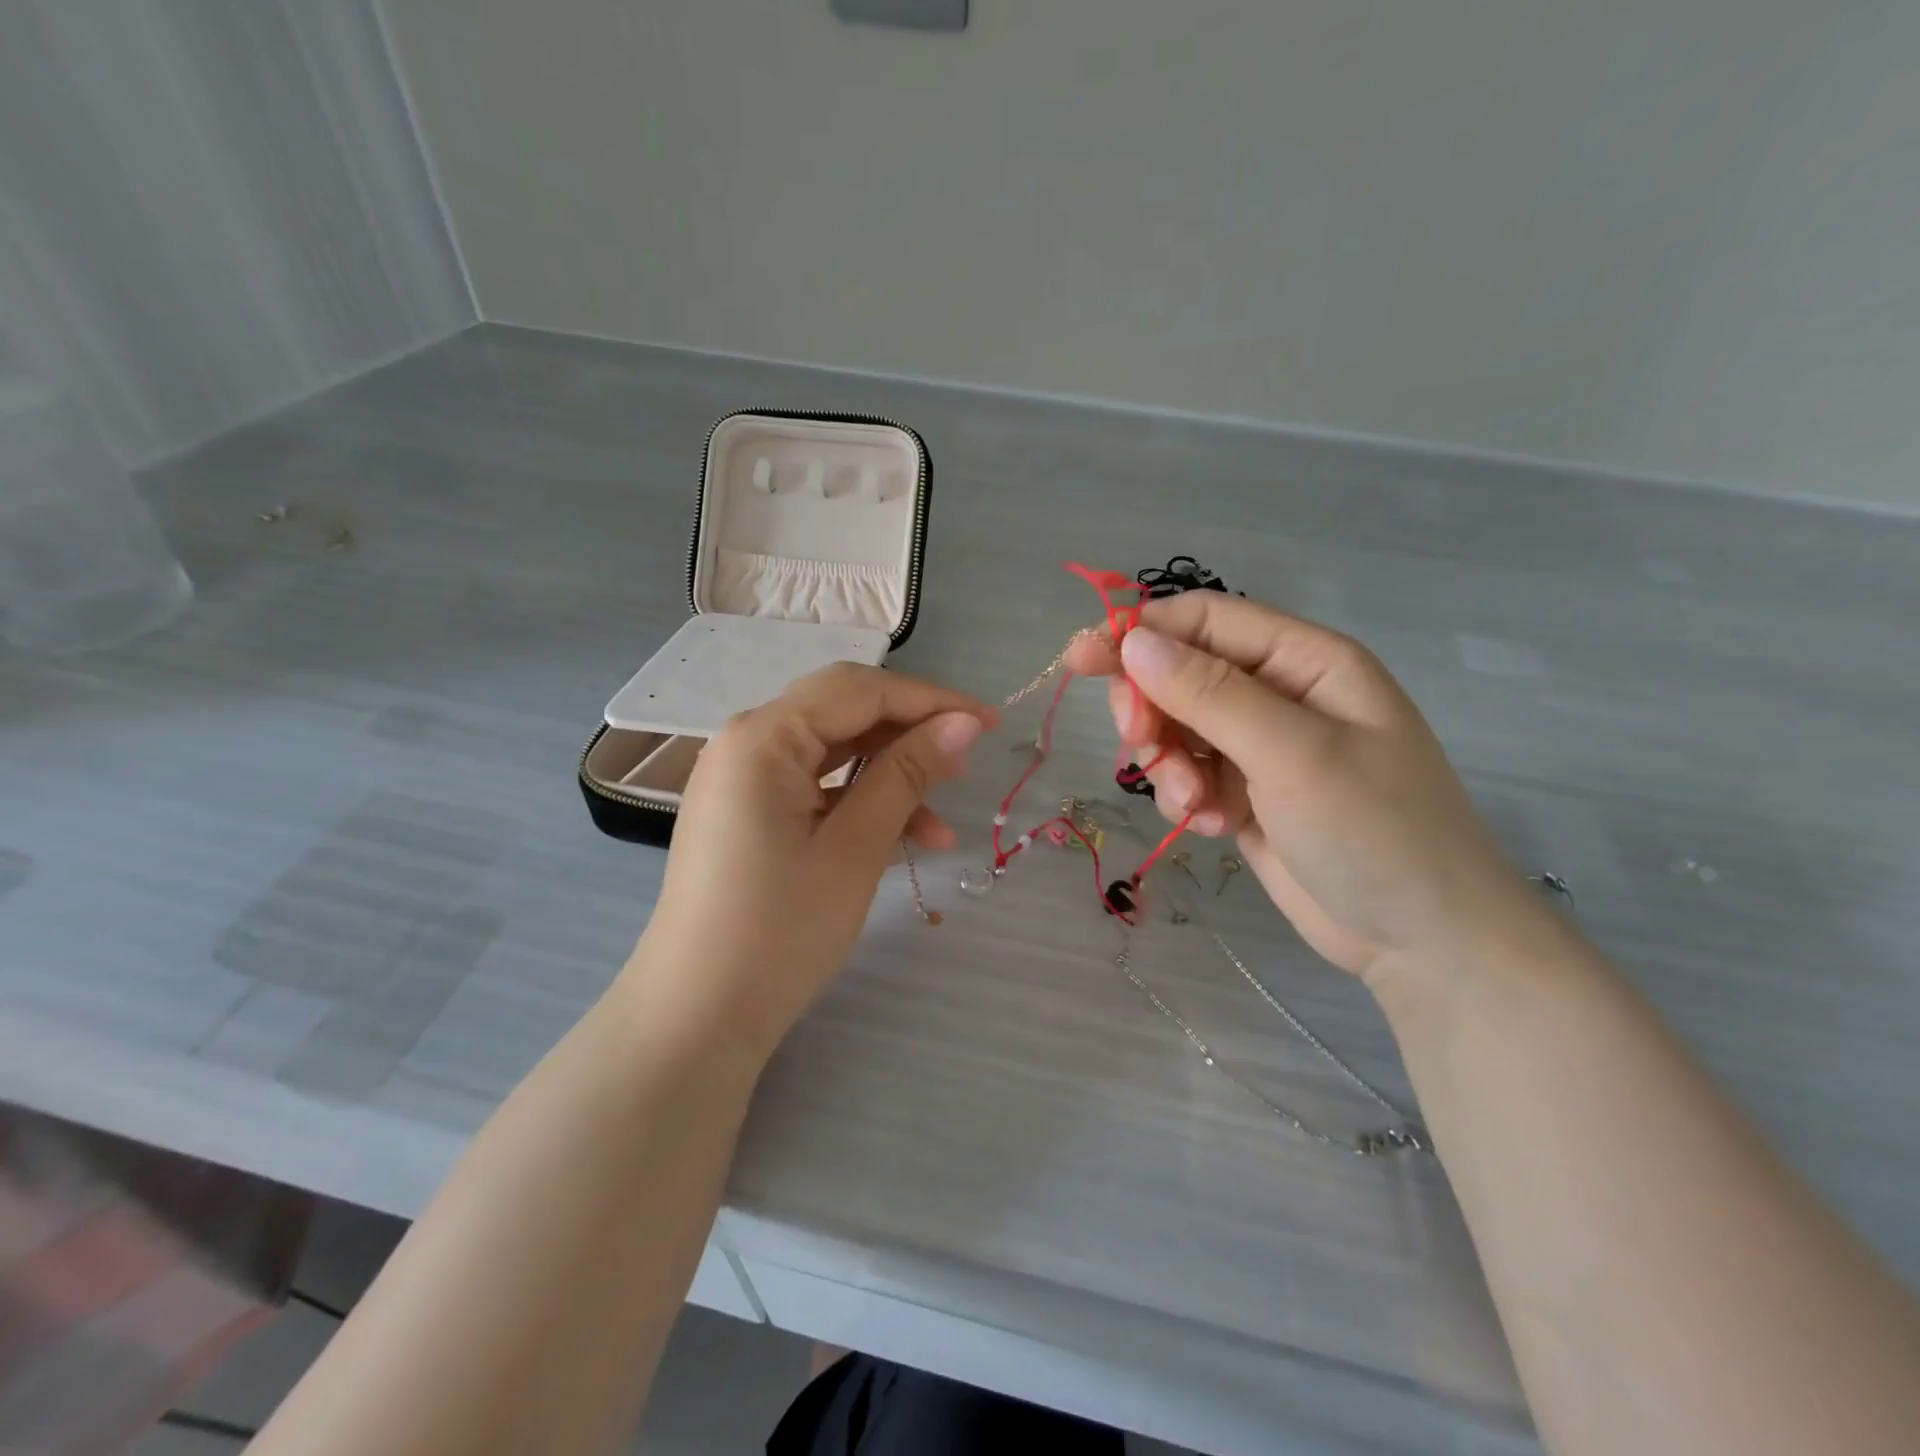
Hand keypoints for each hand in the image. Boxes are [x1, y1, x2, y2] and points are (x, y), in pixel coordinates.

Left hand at [624, 663, 993, 1066]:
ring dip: (890, 774)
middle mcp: (745, 742)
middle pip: (843, 712)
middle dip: (910, 731)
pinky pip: (814, 787)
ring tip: (942, 814)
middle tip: (966, 762)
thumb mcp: (855, 847)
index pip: (860, 690)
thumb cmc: (780, 930)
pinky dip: (859, 802)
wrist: (696, 1018)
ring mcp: (742, 779)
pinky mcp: (747, 813)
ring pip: (832, 751)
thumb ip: (908, 773)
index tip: (990, 722)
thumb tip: (964, 722)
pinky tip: (904, 837)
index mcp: (763, 736)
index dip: (931, 700)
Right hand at [1065, 594, 1542, 984]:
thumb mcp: (1294, 754)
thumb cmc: (1375, 831)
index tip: (1082, 660)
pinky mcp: (1244, 792)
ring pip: (1176, 728)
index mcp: (1304, 660)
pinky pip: (1187, 774)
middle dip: (1152, 709)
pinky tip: (1211, 826)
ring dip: (1168, 764)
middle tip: (1140, 746)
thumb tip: (1134, 640)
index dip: (1141, 633)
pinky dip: (1185, 797)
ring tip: (1194, 804)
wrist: (1422, 942)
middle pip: (1179, 673)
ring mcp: (1260, 746)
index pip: (1206, 620)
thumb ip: (1211, 693)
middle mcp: (1279, 693)